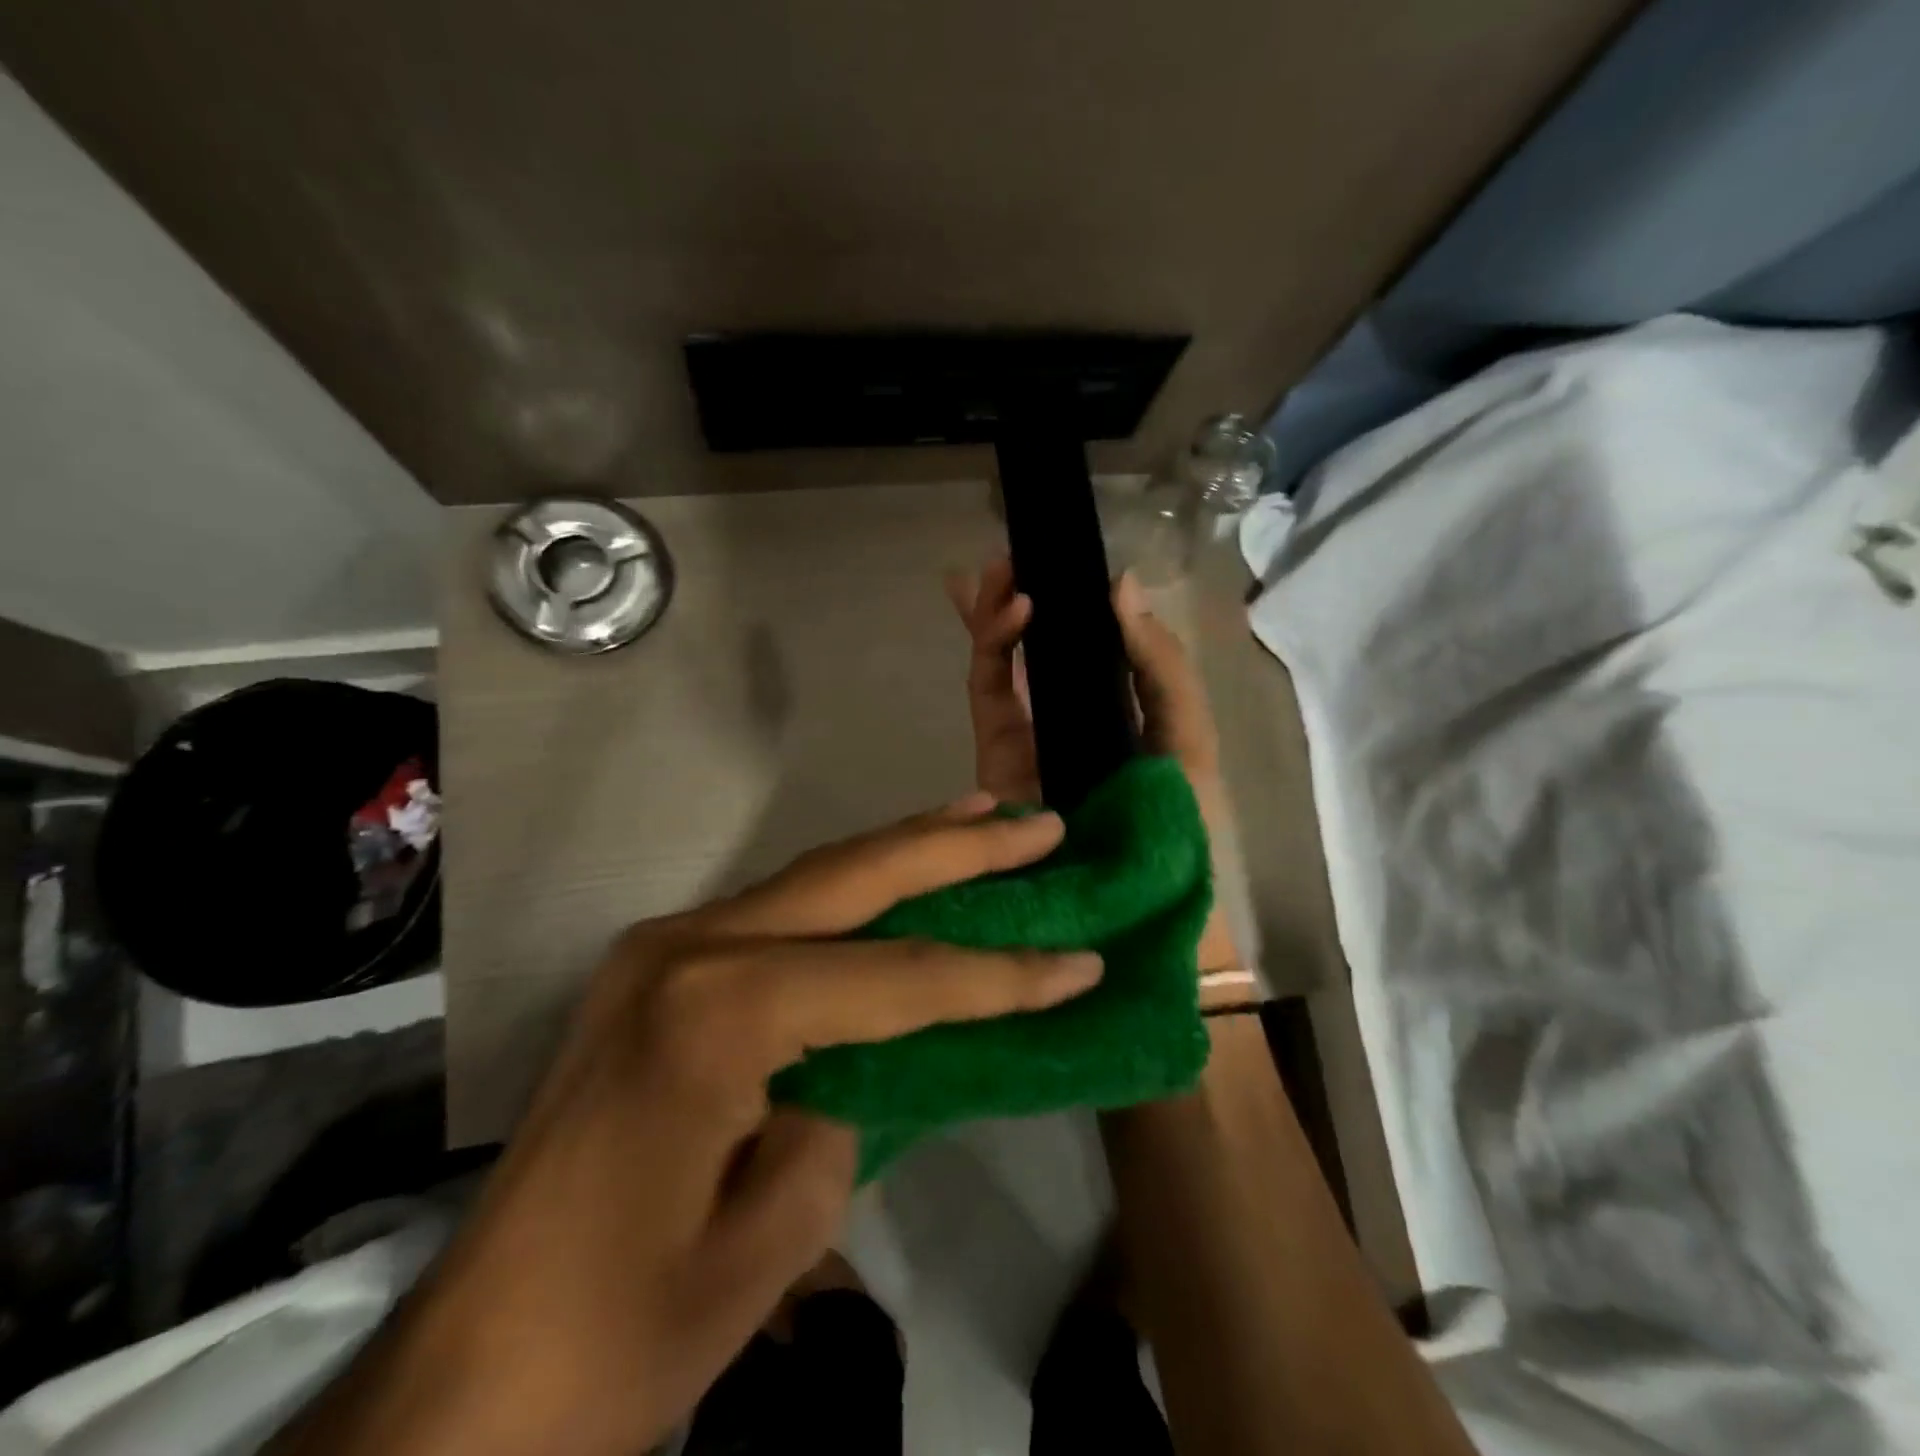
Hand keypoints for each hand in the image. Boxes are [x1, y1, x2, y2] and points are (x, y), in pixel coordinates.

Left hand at [269, 802, 1099, 1455]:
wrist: (468, 1374)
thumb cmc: (624, 1327)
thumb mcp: (777, 1230)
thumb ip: (846, 1106)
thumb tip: (874, 1045)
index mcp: (718, 1013)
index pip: (896, 977)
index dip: (998, 974)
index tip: (1080, 961)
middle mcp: (688, 947)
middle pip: (854, 879)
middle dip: (957, 847)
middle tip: (1038, 822)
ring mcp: (665, 947)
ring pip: (815, 877)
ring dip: (904, 848)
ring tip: (982, 817)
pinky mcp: (657, 966)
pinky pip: (779, 911)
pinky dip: (851, 890)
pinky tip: (894, 875)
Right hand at [948, 561, 1220, 801]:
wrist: (1135, 900)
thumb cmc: (1178, 821)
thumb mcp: (1189, 736)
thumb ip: (1162, 665)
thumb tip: (1123, 585)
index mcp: (1120, 707)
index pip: (1089, 643)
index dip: (1073, 601)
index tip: (1064, 559)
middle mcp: (1071, 713)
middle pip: (1036, 646)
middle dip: (1019, 599)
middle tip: (1013, 555)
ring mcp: (1029, 732)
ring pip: (1004, 661)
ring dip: (999, 612)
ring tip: (1000, 570)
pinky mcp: (997, 752)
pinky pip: (989, 691)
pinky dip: (994, 650)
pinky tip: (1013, 613)